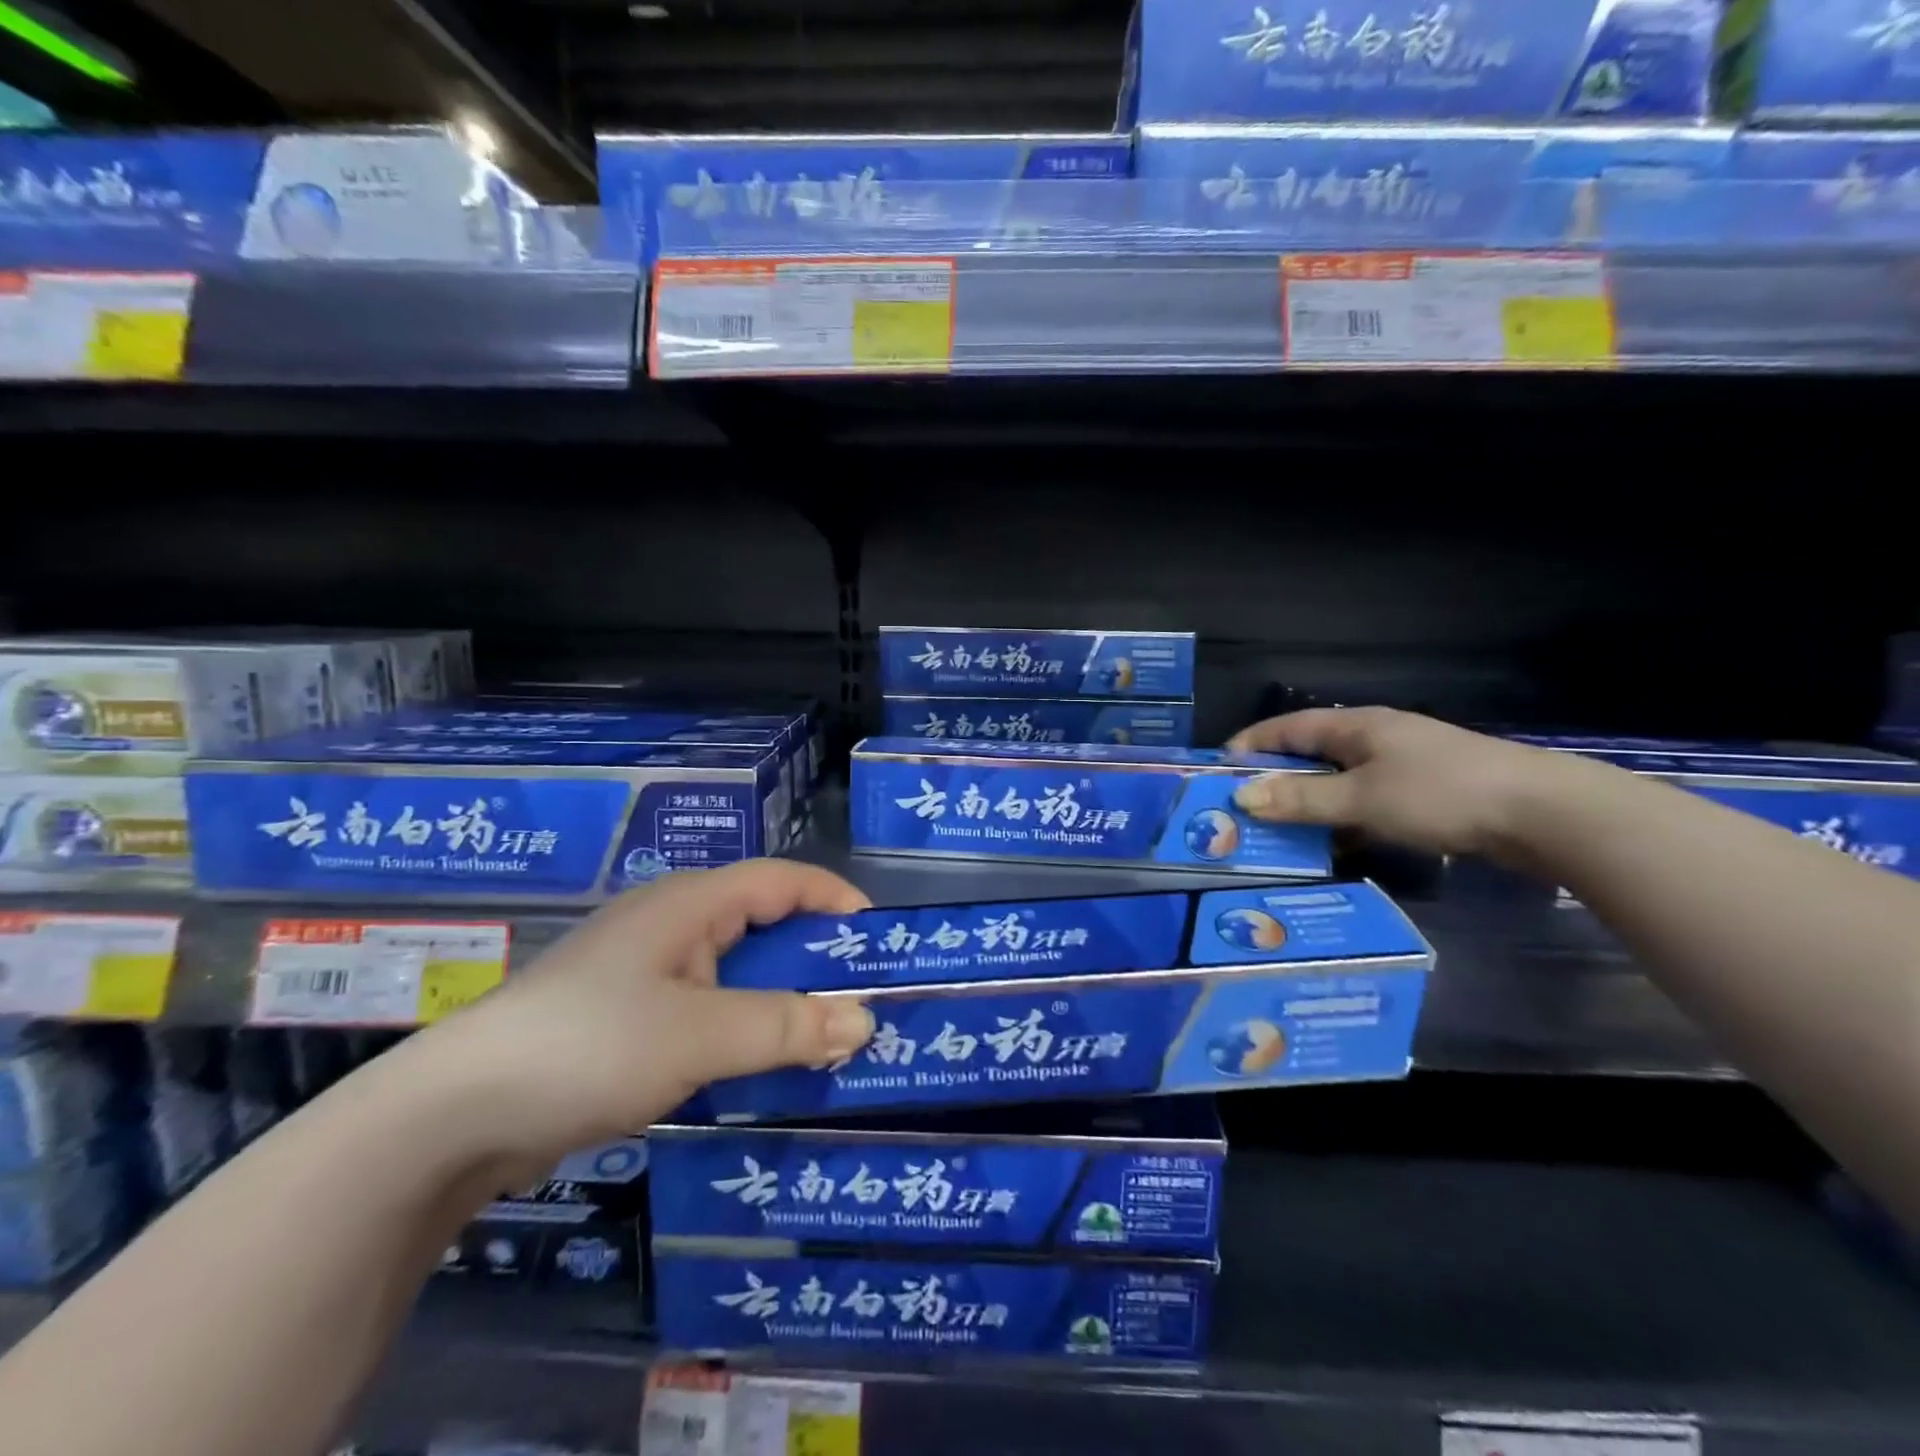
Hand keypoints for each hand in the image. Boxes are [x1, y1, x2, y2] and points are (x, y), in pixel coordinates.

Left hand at [415, 861, 876, 1168]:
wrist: (453, 1114)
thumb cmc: (590, 1046)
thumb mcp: (700, 1033)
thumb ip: (786, 1026)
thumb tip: (864, 1022)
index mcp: (690, 904)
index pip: (783, 880)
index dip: (835, 900)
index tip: (879, 940)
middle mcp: (670, 924)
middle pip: (762, 923)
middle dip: (815, 955)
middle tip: (862, 996)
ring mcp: (644, 971)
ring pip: (734, 970)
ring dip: (779, 997)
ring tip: (824, 1035)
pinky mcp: (625, 1016)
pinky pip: (704, 1007)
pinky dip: (741, 1026)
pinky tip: (758, 1065)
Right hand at [1227, 707, 1572, 859]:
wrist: (1545, 814)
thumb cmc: (1441, 794)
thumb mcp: (1361, 798)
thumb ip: (1301, 799)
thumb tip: (1242, 796)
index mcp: (1357, 726)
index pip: (1288, 727)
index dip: (1251, 744)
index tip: (1218, 769)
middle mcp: (1376, 738)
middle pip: (1312, 753)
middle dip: (1275, 778)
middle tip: (1242, 807)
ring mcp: (1404, 765)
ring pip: (1340, 780)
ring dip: (1309, 803)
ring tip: (1278, 831)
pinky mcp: (1426, 793)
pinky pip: (1366, 801)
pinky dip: (1343, 819)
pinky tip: (1335, 846)